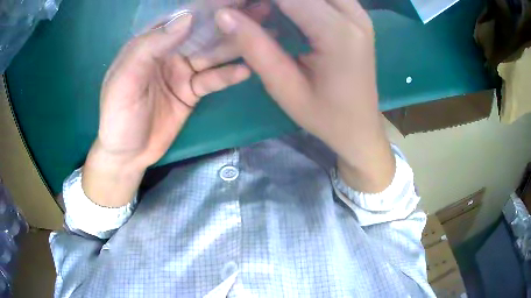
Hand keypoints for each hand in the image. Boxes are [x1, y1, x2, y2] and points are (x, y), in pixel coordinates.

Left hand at [83, 3, 269, 206]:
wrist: (127, 155)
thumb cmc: (118, 117)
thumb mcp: (125, 80)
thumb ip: (150, 47)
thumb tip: (188, 17)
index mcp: (149, 43)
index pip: (181, 17)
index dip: (207, 6)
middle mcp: (168, 52)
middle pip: (202, 31)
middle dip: (228, 20)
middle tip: (258, 10)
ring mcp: (182, 71)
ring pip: (212, 52)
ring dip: (235, 43)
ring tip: (263, 33)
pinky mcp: (192, 91)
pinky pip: (213, 79)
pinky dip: (228, 75)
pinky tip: (246, 70)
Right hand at [216, 0, 394, 192]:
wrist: (360, 126)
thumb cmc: (324, 116)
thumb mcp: (284, 87)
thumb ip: (254, 46)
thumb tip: (223, 14)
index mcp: (338, 33)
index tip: (227, 6)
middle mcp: (354, 15)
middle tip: (243, 9)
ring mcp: (358, 13)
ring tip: (259, 11)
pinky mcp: (356, 16)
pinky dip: (296, 1)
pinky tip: (280, 10)